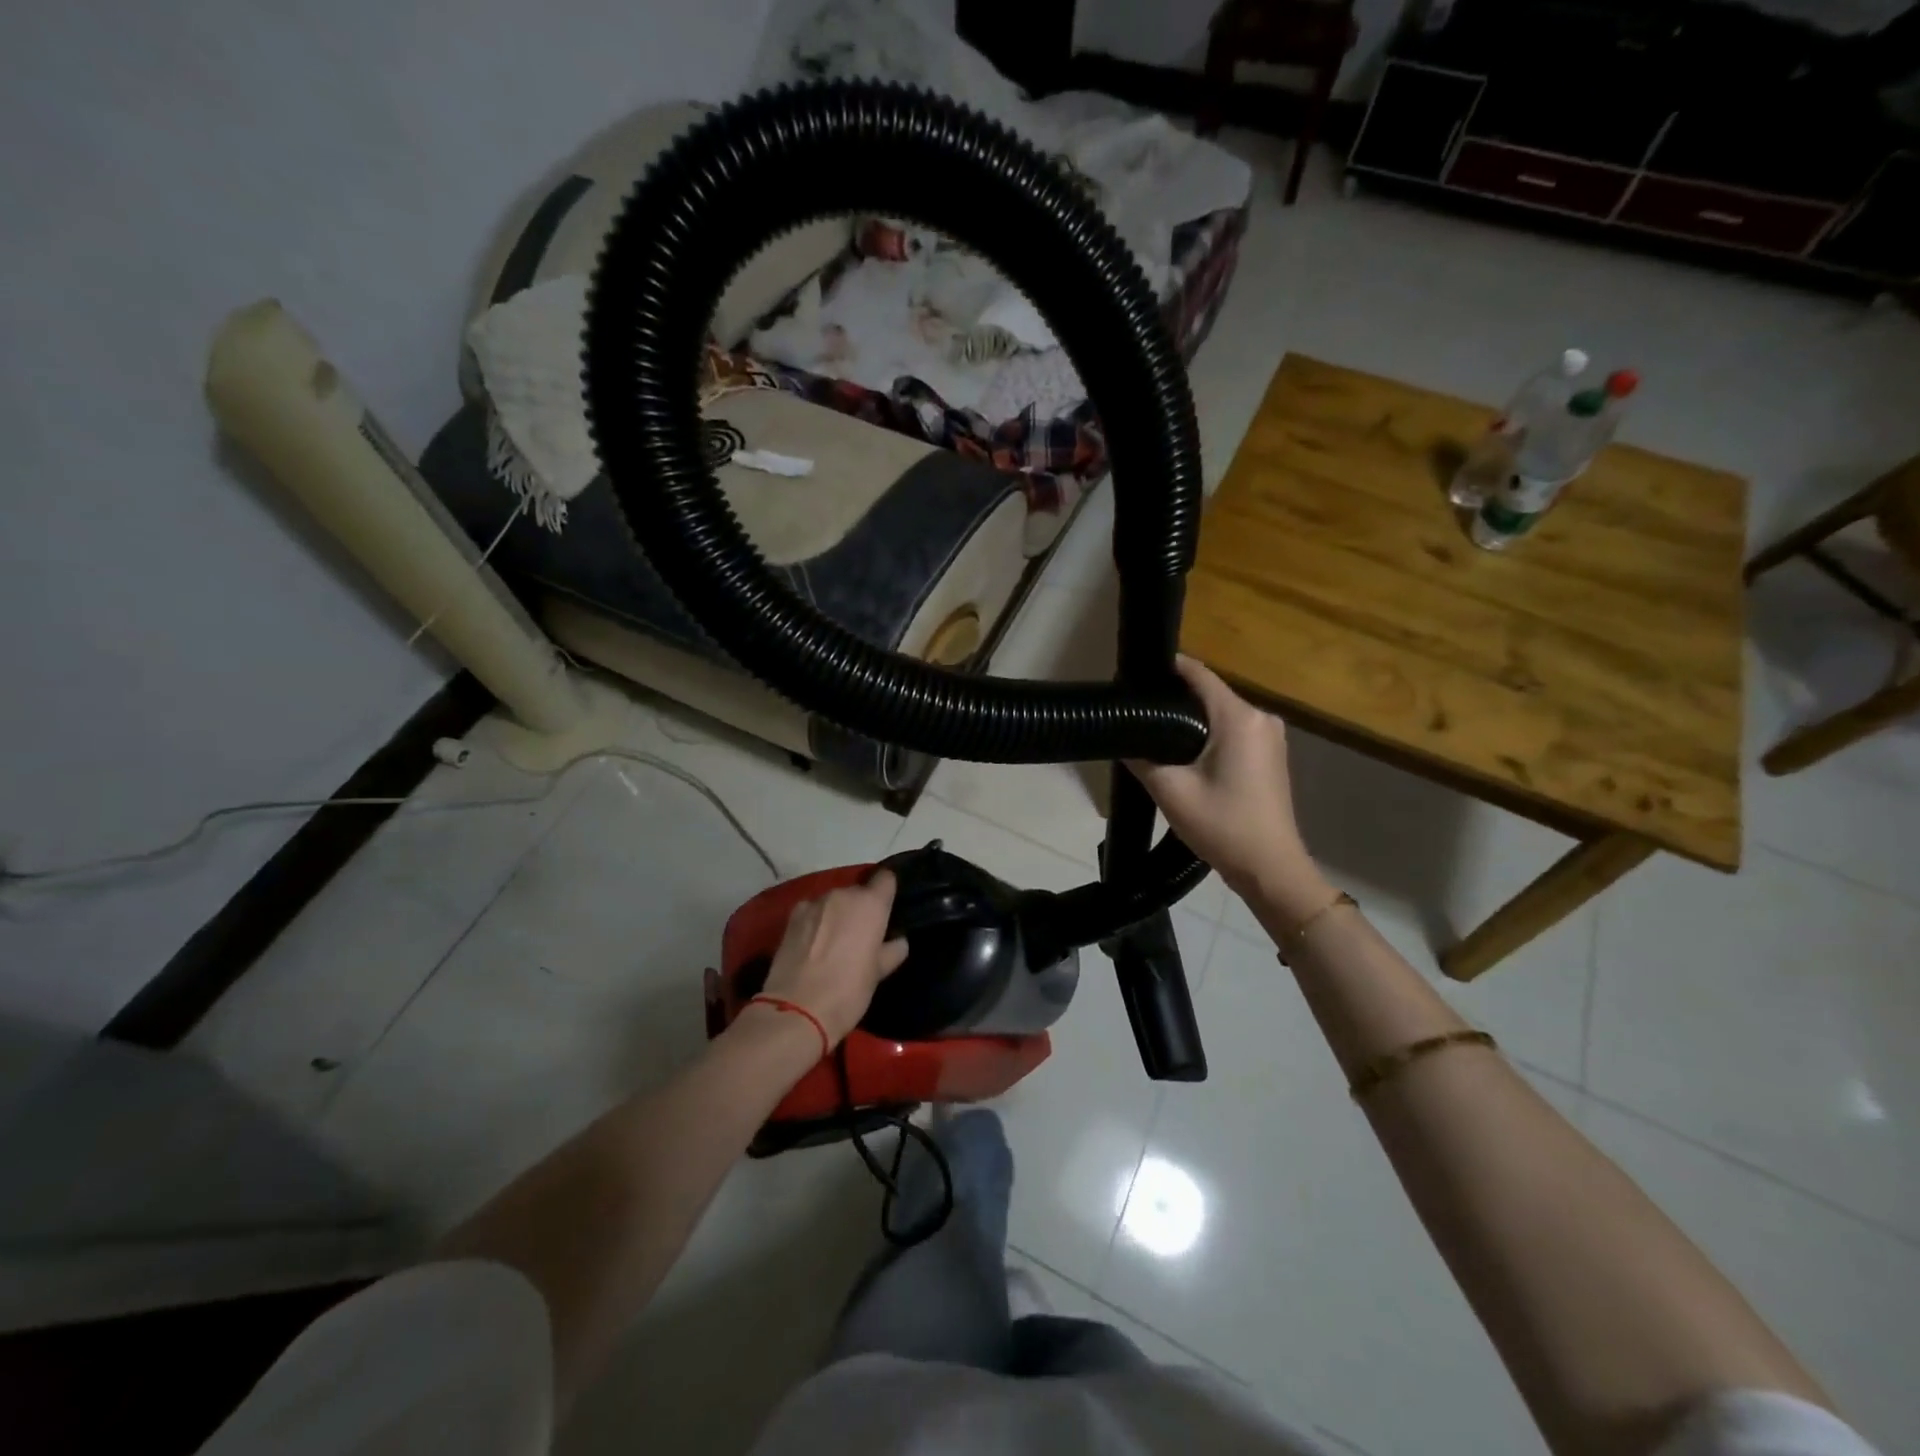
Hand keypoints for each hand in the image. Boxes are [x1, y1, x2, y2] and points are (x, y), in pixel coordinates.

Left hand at [757, 870, 908, 1045]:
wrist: (796, 1009)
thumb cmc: (848, 991)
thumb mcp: (878, 973)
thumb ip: (892, 951)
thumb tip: (898, 941)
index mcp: (870, 904)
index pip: (886, 879)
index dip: (887, 891)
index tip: (888, 909)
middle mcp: (843, 894)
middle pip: (857, 892)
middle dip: (860, 908)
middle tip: (861, 935)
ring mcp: (814, 903)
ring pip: (833, 902)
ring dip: (837, 914)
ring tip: (834, 942)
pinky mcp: (791, 917)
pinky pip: (812, 911)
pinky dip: (815, 921)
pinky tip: (812, 943)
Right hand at [1128, 656, 1330, 917]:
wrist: (1271, 869)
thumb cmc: (1223, 826)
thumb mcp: (1170, 791)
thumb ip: (1141, 758)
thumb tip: (1122, 738)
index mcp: (1239, 718)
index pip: (1199, 674)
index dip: (1167, 669)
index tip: (1135, 675)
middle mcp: (1261, 718)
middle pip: (1209, 693)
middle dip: (1174, 697)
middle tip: (1136, 709)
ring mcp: (1270, 737)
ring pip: (1220, 713)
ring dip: (1190, 718)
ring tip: (1153, 729)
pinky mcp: (1271, 755)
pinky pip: (1233, 730)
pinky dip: (1208, 734)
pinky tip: (1182, 751)